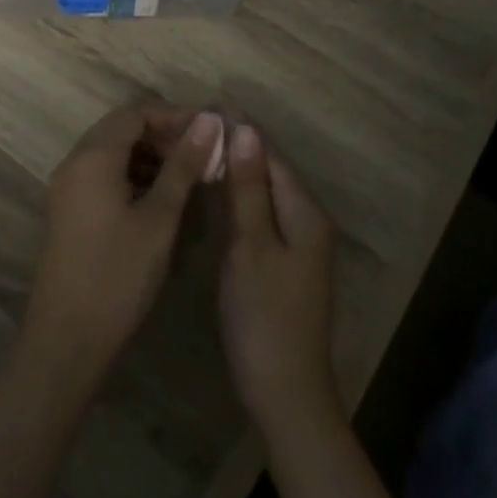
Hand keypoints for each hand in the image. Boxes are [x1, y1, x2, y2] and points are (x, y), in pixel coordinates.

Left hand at [19, 106, 221, 399]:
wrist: (68, 339)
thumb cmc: (119, 275)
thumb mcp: (160, 217)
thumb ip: (183, 165)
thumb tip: (208, 120)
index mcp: (93, 156)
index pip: (136, 112)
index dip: (175, 115)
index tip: (212, 130)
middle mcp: (75, 162)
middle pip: (122, 128)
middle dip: (165, 134)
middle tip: (205, 153)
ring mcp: (69, 187)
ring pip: (114, 152)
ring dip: (151, 156)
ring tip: (191, 175)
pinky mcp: (71, 210)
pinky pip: (105, 175)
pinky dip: (135, 175)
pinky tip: (163, 198)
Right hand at [218, 123, 339, 436]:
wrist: (284, 391)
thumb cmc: (264, 316)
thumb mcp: (251, 246)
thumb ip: (247, 188)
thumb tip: (246, 130)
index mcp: (304, 212)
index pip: (271, 154)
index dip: (240, 128)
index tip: (204, 106)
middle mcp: (305, 220)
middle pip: (269, 170)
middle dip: (235, 145)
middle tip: (191, 126)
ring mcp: (295, 243)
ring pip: (262, 192)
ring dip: (234, 169)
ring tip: (196, 148)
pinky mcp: (280, 261)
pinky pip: (258, 214)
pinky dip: (235, 197)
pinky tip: (211, 191)